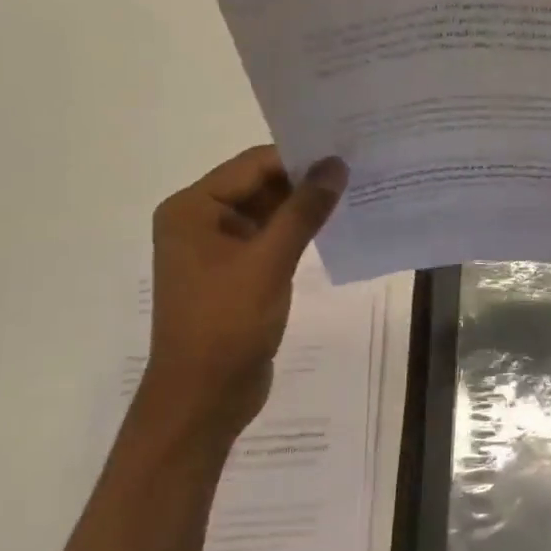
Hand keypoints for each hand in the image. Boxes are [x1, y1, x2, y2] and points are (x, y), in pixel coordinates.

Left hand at [137, 147, 346, 438]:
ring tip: (354, 195)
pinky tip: (333, 228)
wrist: (204, 396)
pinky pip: (269, 240)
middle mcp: (199, 221)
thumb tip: (336, 165)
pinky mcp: (235, 274)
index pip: (252, 166)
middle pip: (258, 185)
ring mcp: (216, 250)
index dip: (299, 158)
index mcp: (192, 209)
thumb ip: (303, 211)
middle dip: (304, 181)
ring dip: (304, 208)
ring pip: (267, 213)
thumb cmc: (227, 323)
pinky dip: (297, 233)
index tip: (347, 153)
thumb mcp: (269, 261)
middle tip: (358, 171)